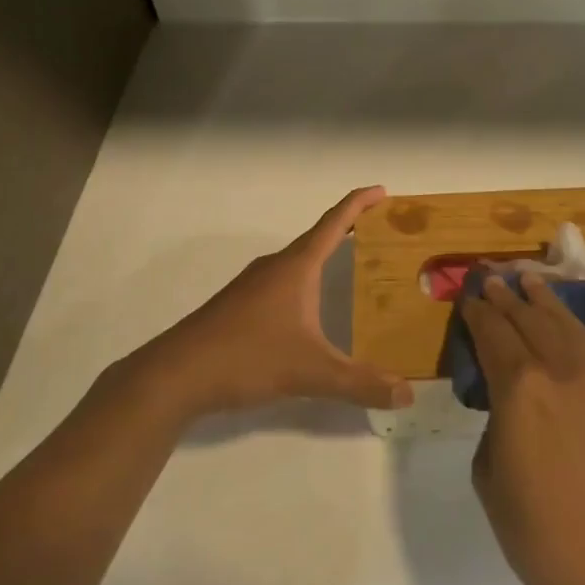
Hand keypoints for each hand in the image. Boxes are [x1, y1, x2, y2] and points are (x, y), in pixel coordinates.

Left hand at [139, 187, 412, 420]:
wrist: (177, 373)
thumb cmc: (247, 356)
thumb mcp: (310, 372)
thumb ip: (360, 383)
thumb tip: (408, 393)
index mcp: (296, 267)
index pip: (334, 222)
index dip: (360, 203)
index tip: (383, 190)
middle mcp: (275, 266)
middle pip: (318, 237)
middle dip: (350, 230)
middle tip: (382, 236)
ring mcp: (253, 284)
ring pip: (299, 261)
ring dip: (326, 257)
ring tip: (355, 269)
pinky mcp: (239, 304)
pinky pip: (284, 281)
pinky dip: (307, 280)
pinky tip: (311, 309)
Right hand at [461, 275, 584, 584]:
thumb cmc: (534, 530)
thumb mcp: (488, 472)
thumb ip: (495, 422)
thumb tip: (509, 406)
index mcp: (520, 388)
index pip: (494, 334)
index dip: (479, 312)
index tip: (470, 295)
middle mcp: (560, 372)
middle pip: (530, 321)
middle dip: (508, 297)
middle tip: (493, 277)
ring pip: (566, 327)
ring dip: (544, 302)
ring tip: (530, 281)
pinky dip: (572, 330)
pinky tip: (564, 326)